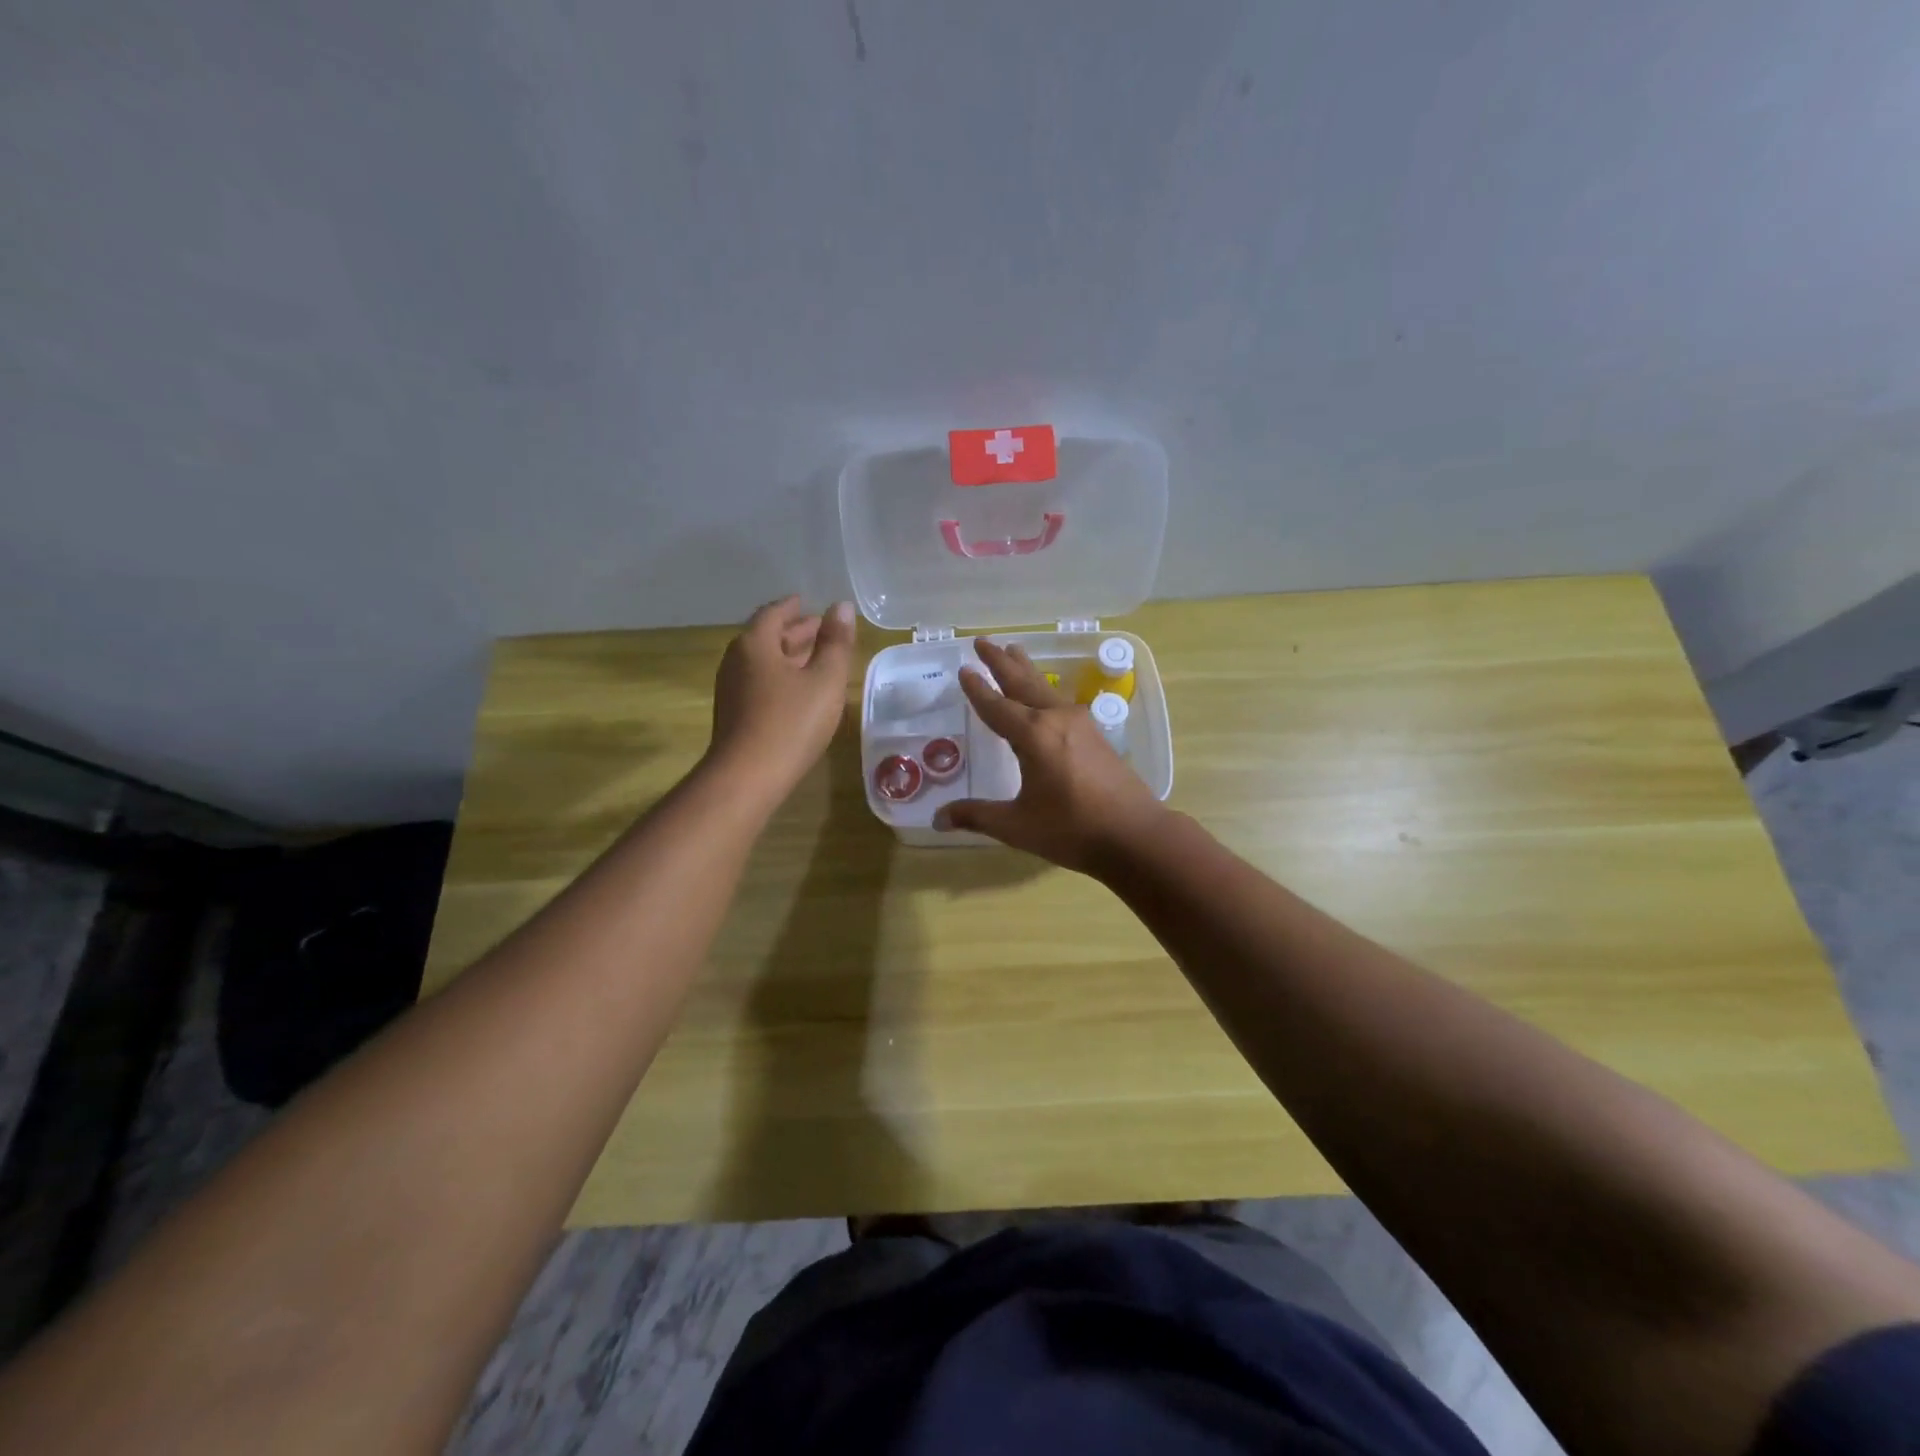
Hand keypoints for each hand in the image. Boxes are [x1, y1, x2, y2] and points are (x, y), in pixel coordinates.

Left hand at [709, 597, 856, 801]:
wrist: (748, 777)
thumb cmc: (791, 722)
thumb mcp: (824, 680)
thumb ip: (836, 643)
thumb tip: (842, 607)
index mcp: (755, 644)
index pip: (774, 613)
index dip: (793, 607)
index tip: (808, 603)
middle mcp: (736, 661)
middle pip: (766, 637)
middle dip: (794, 632)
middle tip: (821, 629)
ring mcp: (732, 689)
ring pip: (763, 662)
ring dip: (788, 656)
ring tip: (815, 658)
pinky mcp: (734, 714)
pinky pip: (760, 682)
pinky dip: (781, 676)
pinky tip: (800, 690)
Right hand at [935, 639, 1167, 873]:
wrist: (1135, 835)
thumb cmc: (1072, 829)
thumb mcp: (1017, 826)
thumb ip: (976, 816)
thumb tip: (938, 818)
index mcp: (1034, 736)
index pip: (996, 706)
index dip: (978, 690)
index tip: (964, 669)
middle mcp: (1056, 720)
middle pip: (1023, 683)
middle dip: (1001, 662)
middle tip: (983, 641)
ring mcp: (1080, 724)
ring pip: (1045, 688)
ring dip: (1025, 670)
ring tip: (1013, 650)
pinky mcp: (1095, 736)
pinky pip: (1060, 702)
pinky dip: (1043, 690)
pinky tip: (1045, 696)